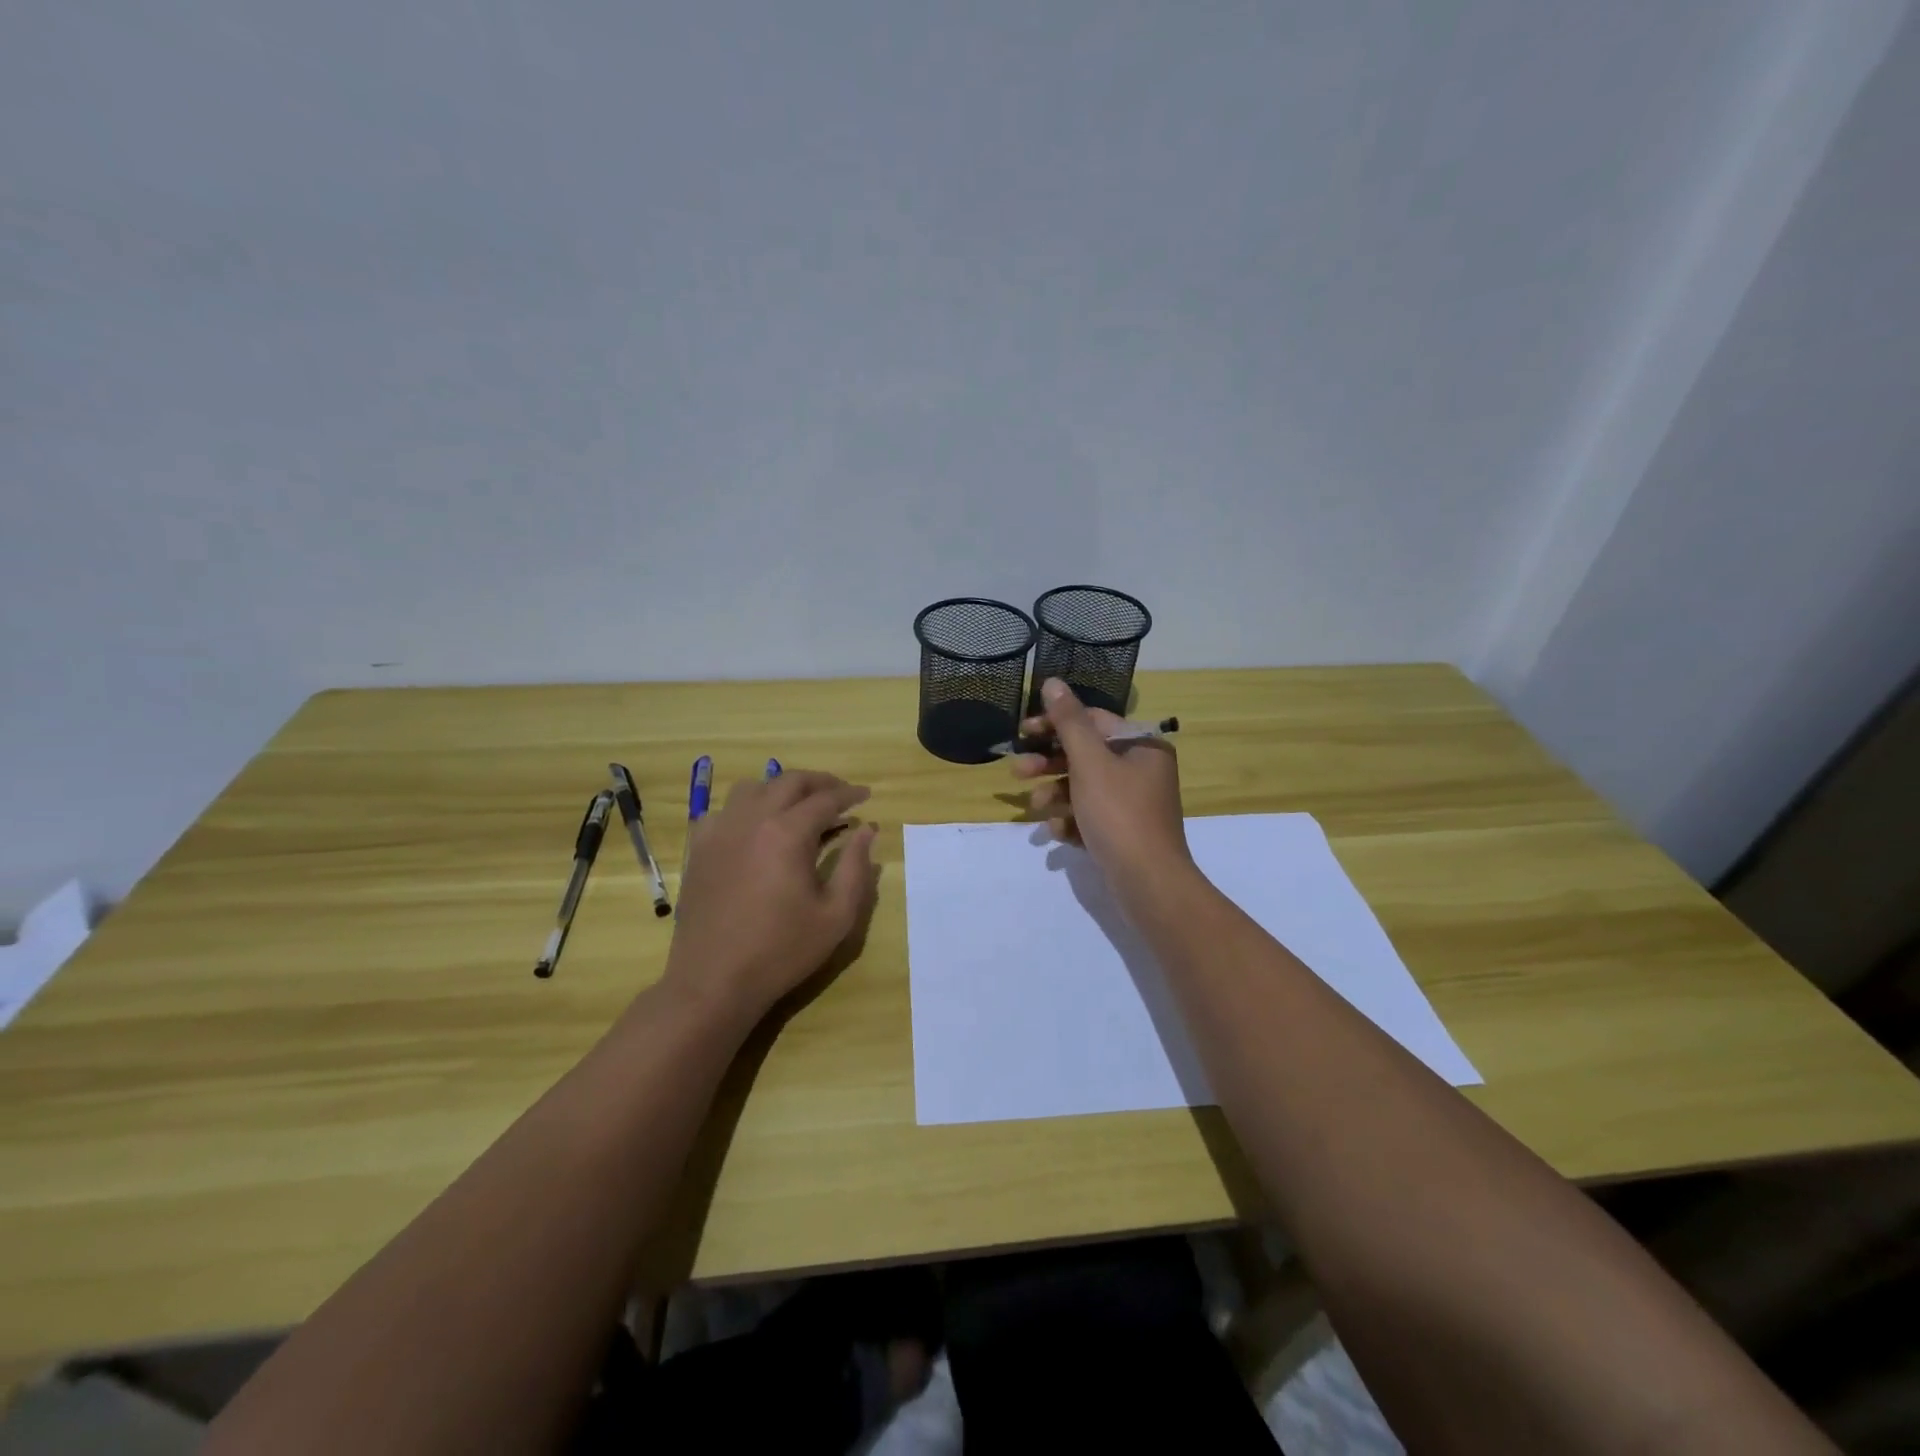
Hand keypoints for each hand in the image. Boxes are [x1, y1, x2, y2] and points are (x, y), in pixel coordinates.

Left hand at [664, 770, 879, 1027]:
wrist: (714, 981)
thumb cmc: (782, 951)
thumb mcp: (836, 915)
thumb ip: (856, 867)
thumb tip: (867, 830)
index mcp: (787, 833)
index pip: (825, 799)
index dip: (850, 794)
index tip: (866, 796)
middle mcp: (751, 819)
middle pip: (789, 781)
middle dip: (820, 782)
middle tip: (840, 794)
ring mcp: (720, 830)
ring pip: (754, 787)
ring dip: (782, 788)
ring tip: (800, 805)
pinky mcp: (699, 847)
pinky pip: (724, 810)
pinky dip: (747, 808)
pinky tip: (757, 827)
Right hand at [1009, 679, 1191, 890]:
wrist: (1148, 883)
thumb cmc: (1119, 813)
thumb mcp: (1090, 762)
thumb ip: (1069, 722)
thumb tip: (1052, 682)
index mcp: (1141, 746)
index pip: (1092, 721)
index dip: (1055, 724)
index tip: (1023, 732)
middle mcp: (1141, 770)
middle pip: (1086, 756)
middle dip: (1049, 763)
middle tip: (1018, 771)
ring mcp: (1134, 804)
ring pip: (1084, 788)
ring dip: (1055, 794)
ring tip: (1036, 807)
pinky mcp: (1124, 833)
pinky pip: (1090, 817)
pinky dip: (1071, 821)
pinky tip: (1057, 833)